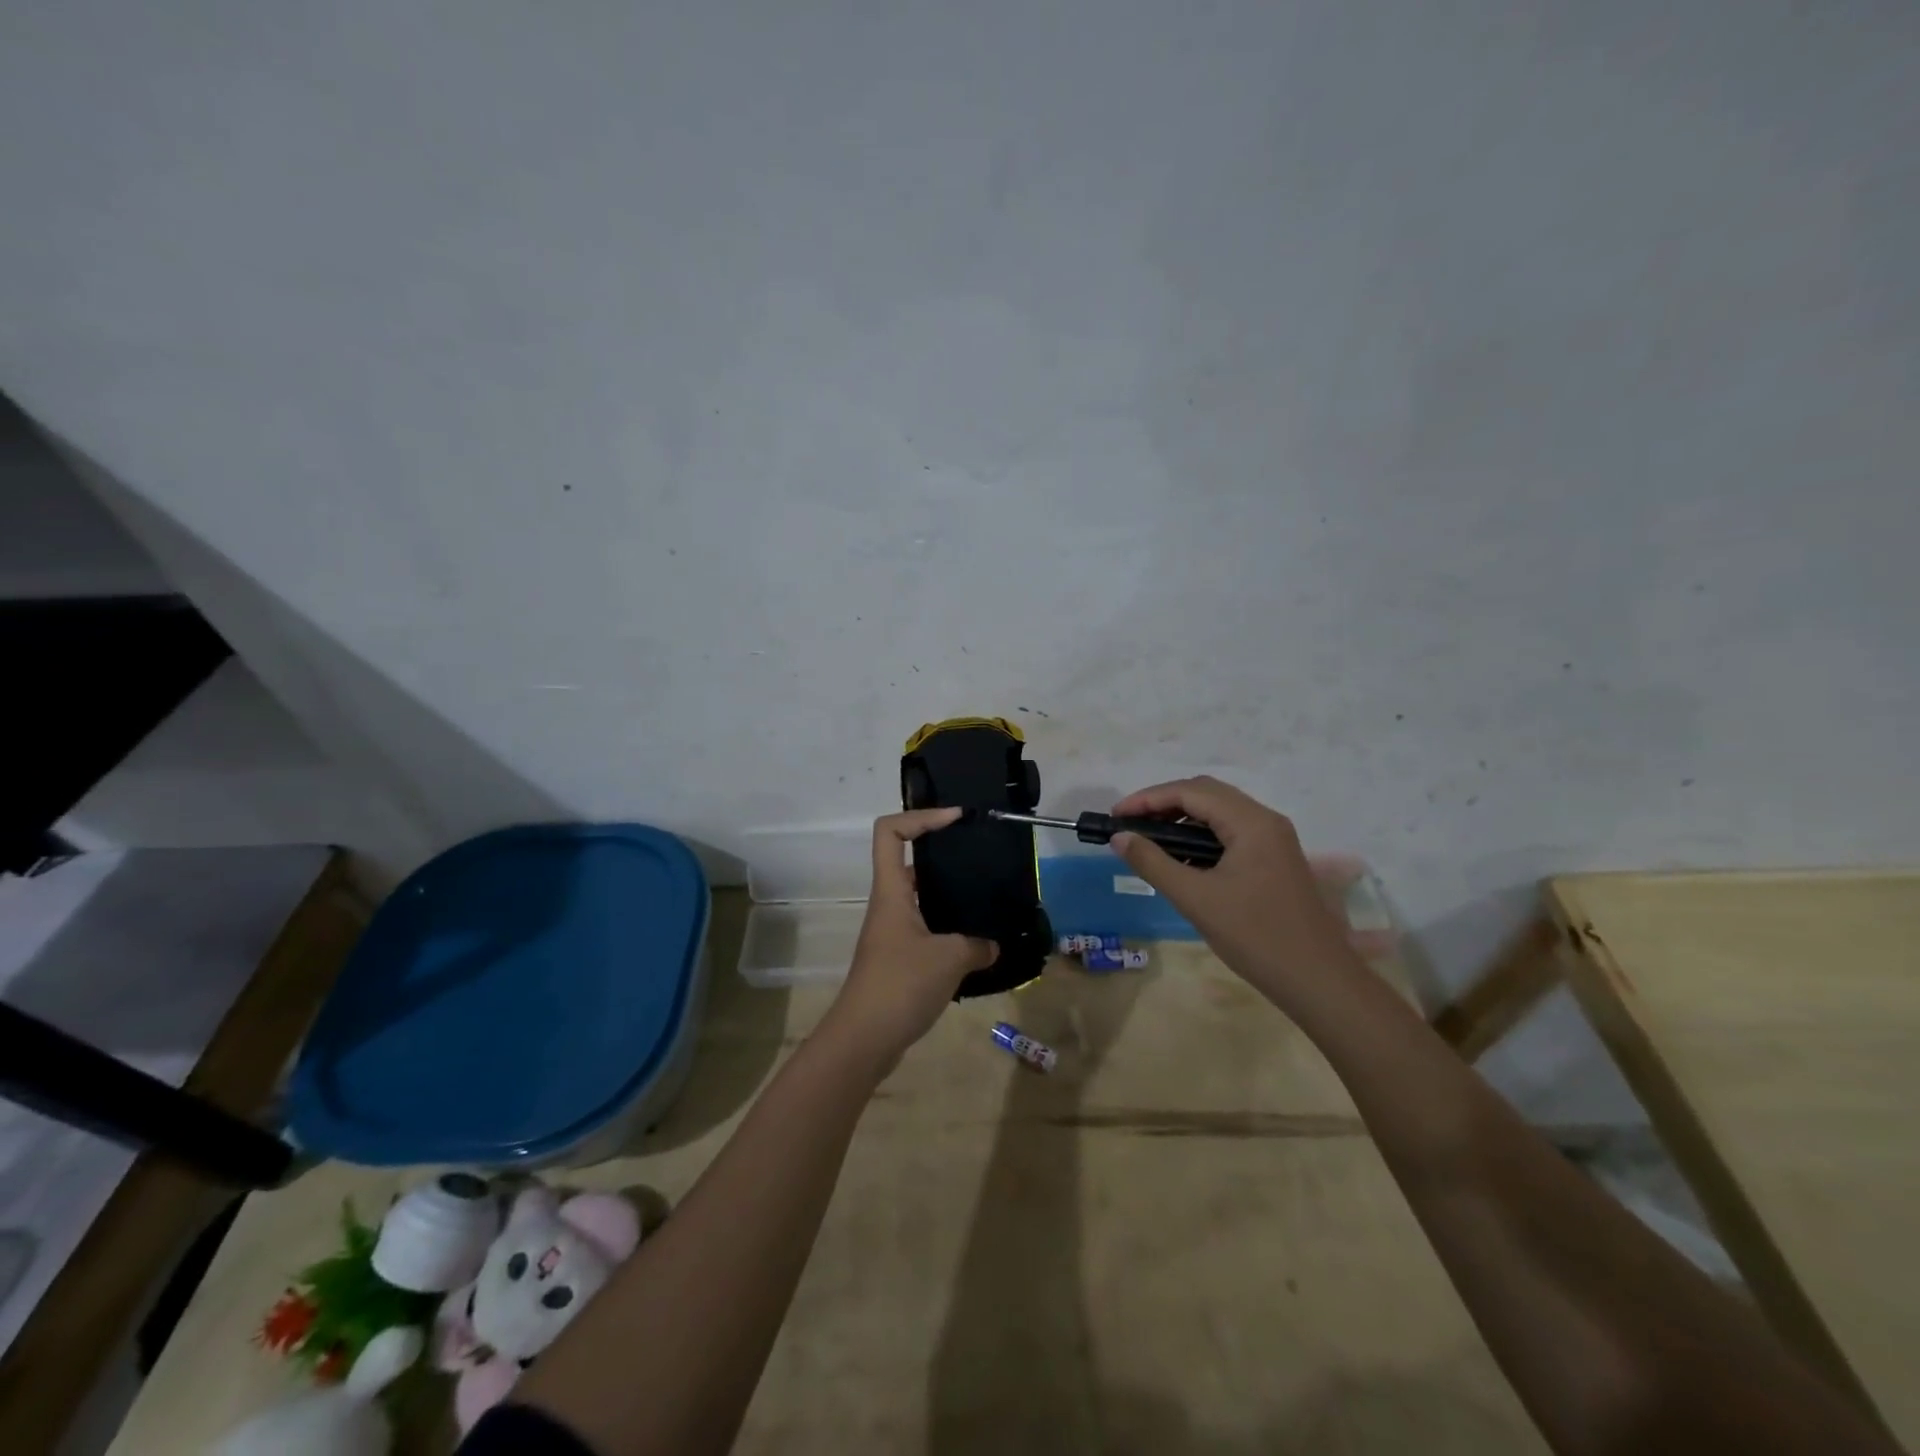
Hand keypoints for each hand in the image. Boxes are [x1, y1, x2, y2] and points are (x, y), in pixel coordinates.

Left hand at [821, 808, 997, 1071]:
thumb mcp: (949, 958)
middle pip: (908, 860)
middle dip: (943, 853)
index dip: (921, 816)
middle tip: (980, 857)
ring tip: (986, 898)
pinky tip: (977, 943)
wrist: (864, 1040)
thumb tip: (992, 945)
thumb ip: (978, 945)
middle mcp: (889, 905)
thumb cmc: (900, 985)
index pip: (890, 832)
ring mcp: (892, 933)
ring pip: (920, 897)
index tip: (955, 819)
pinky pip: (926, 928)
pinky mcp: (898, 959)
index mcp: (892, 891)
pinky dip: (949, 928)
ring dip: (950, 894)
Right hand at [1108, 777, 1355, 1014]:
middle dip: (1164, 802)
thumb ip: (1153, 862)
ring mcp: (1274, 839)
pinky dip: (1201, 834)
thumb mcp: (1195, 898)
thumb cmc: (1255, 936)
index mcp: (1251, 822)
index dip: (1148, 798)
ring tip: (1149, 838)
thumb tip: (1120, 837)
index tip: (1116, 816)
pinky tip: (1182, 856)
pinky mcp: (1276, 858)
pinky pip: (1231, 831)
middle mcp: (1265, 820)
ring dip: (1182, 817)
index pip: (1191, 792)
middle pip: (1207, 793)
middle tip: (1129, 823)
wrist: (1318, 980)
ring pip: (1220, 811)